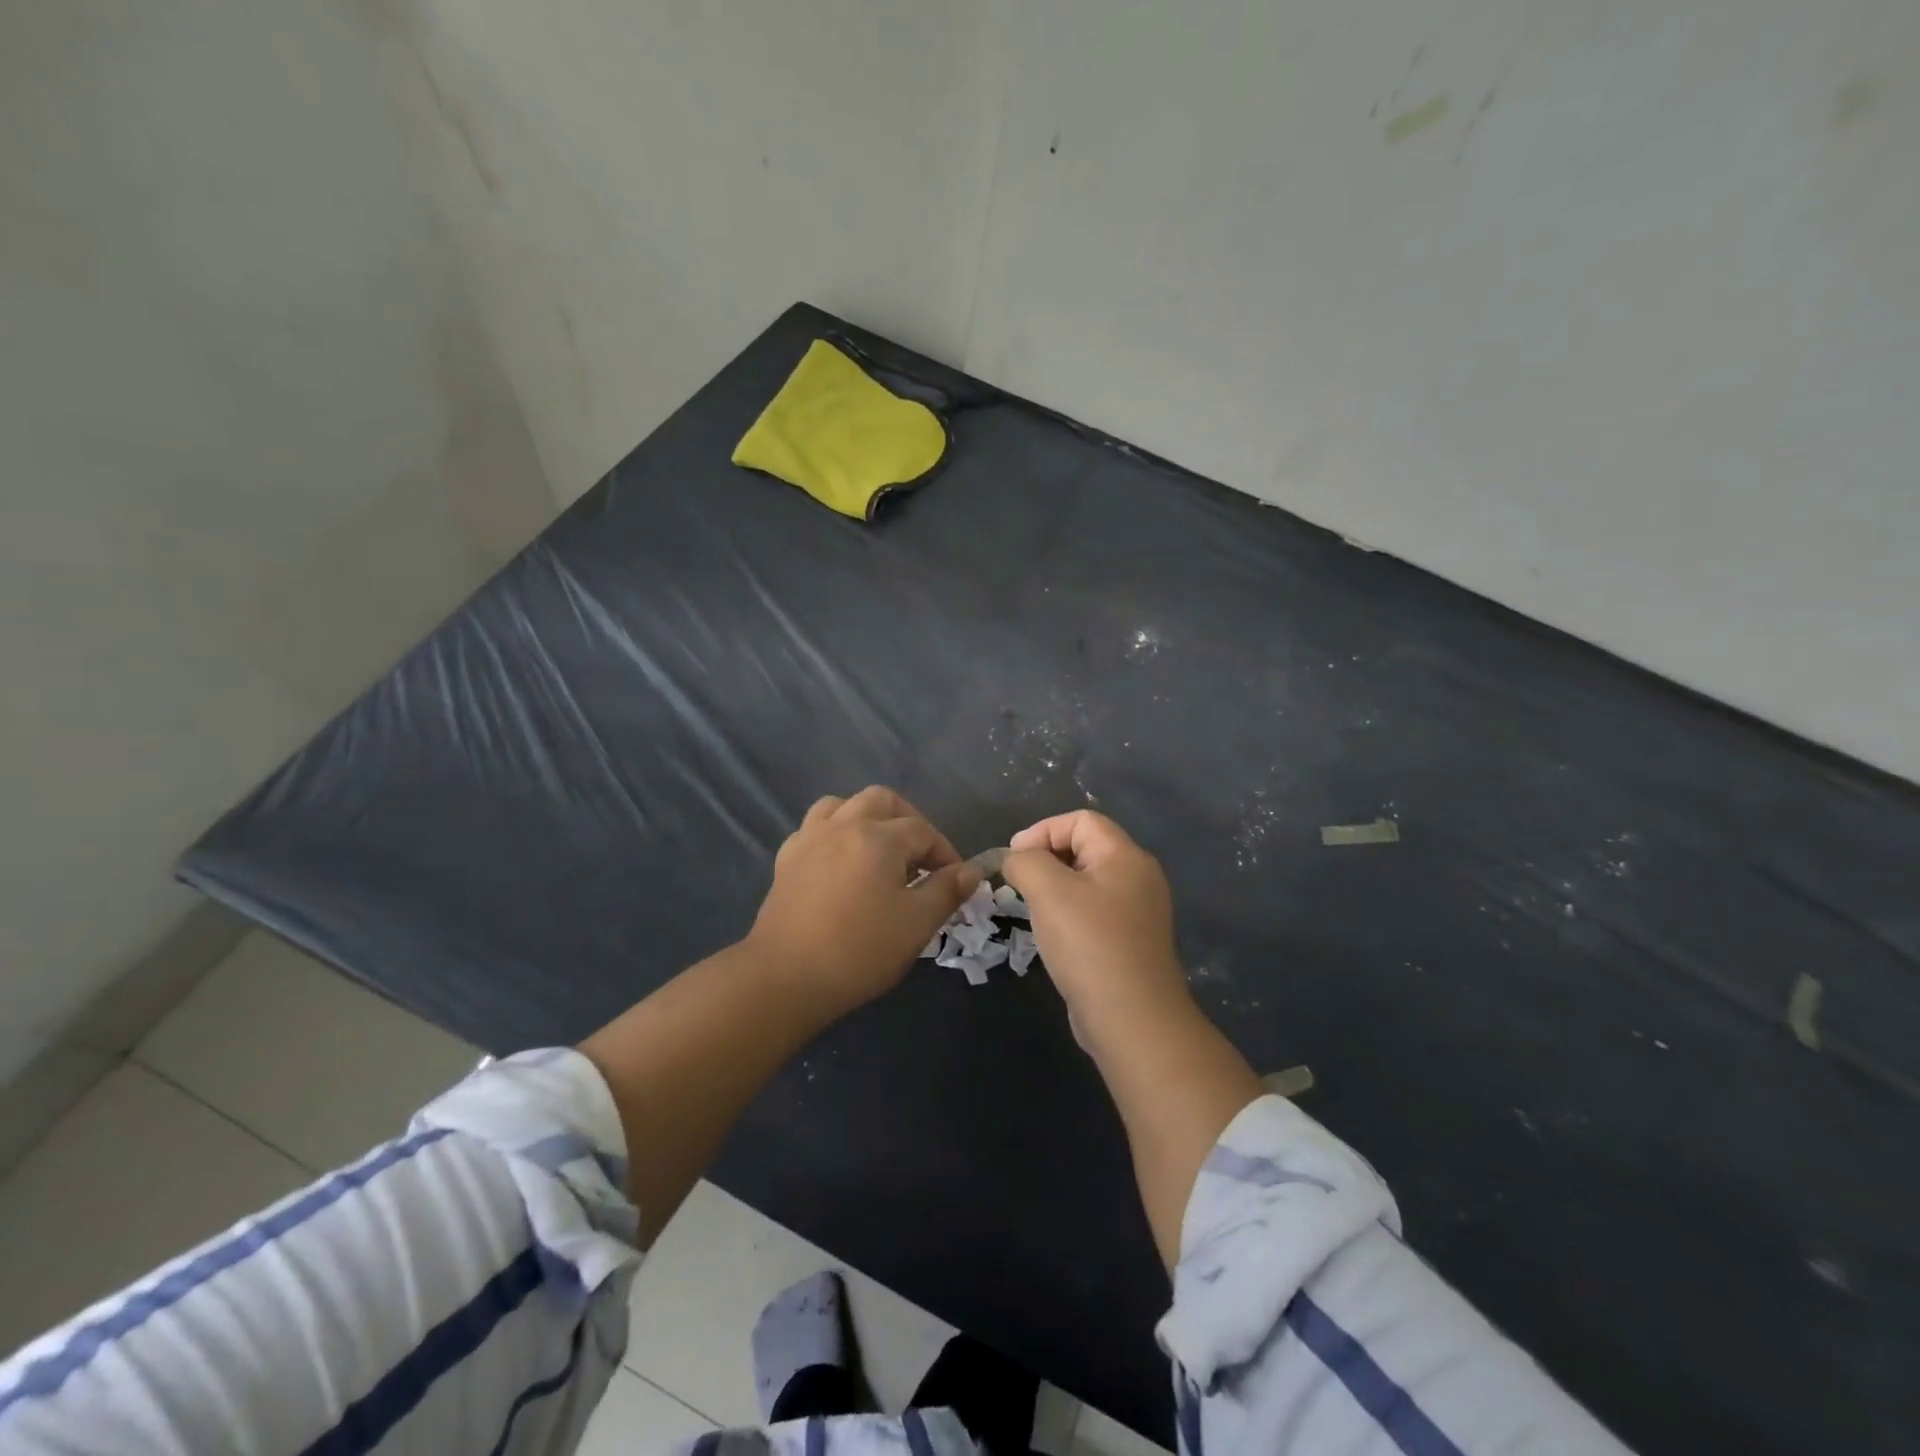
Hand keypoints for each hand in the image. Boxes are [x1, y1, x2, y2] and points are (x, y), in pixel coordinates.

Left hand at [746, 787, 979, 1018]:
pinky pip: (815, 828)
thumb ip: (947, 891)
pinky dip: (835, 834)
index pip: (923, 831)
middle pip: (882, 800)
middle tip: (920, 857)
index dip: (945, 853)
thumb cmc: (860, 950)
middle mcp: (843, 825)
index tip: (955, 881)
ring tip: (880, 850)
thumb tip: (970, 870)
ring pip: (843, 805)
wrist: (785, 977)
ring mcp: (810, 839)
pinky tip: (841, 863)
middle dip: (908, 821)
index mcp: (879, 837)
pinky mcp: (786, 859)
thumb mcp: (917, 924)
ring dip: (867, 818)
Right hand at [1001, 811, 1193, 1048]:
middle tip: (1018, 883)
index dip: (1043, 831)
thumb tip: (1016, 859)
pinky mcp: (1129, 942)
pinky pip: (1093, 912)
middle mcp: (1138, 878)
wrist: (1132, 1020)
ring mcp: (1137, 912)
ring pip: (1087, 882)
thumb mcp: (1049, 891)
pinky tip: (1052, 936)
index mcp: (1126, 857)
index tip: (1014, 859)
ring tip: (1031, 908)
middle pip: (1085, 848)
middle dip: (1046, 858)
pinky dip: (1068, 914)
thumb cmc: (1089, 945)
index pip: (1081, 820)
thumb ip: (1026, 862)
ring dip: (1054, 888)